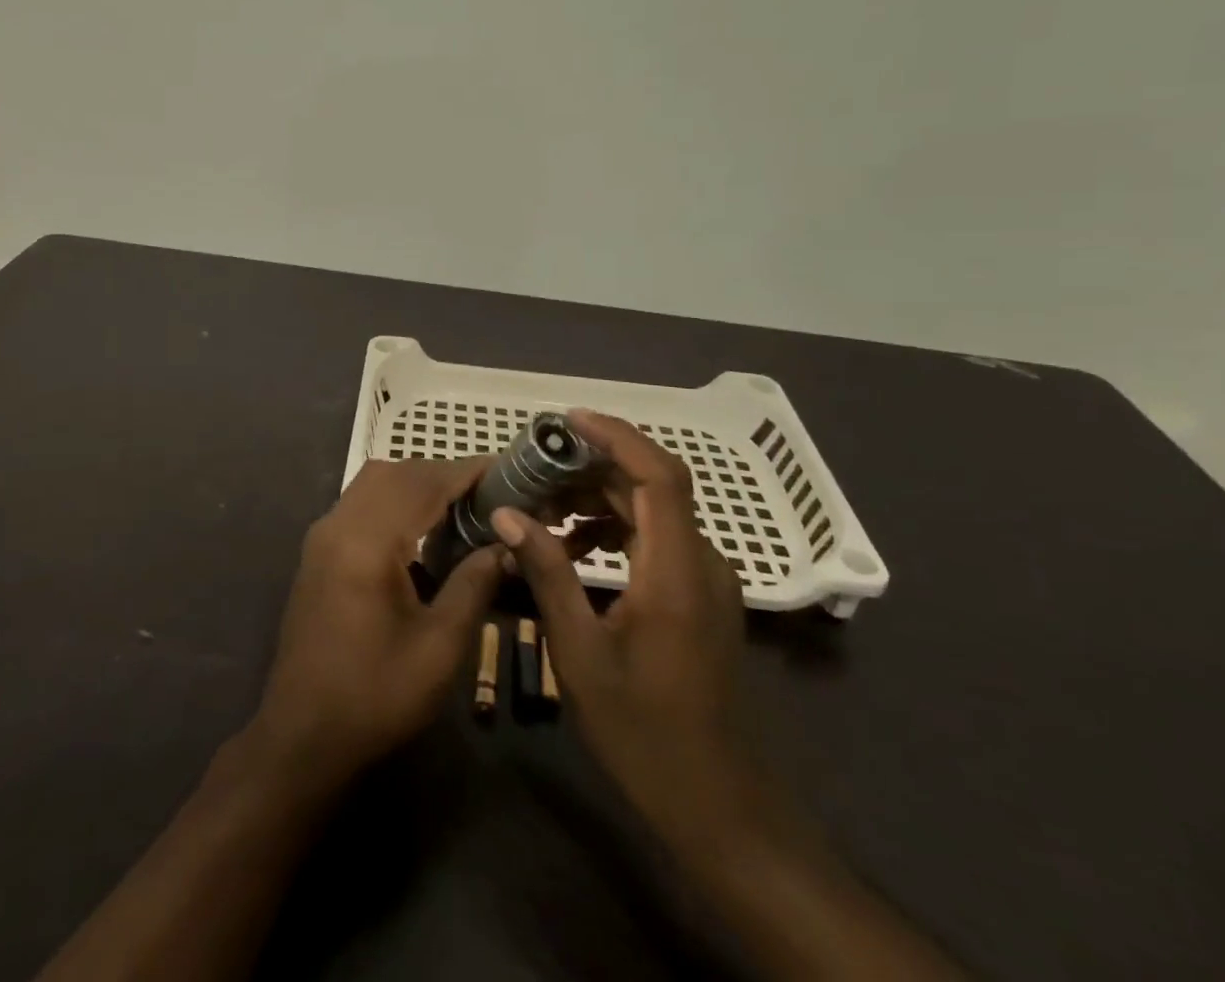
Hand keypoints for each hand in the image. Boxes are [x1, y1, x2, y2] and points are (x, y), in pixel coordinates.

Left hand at [247, 458, 503, 787]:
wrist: (302, 736)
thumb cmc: (375, 695)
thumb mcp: (439, 648)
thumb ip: (473, 586)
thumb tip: (505, 545)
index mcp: (366, 543)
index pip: (421, 484)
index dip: (465, 472)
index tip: (506, 470)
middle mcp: (338, 525)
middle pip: (394, 473)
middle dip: (442, 474)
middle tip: (488, 492)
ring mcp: (322, 536)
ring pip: (373, 483)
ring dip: (416, 484)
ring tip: (461, 506)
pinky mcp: (318, 551)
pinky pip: (360, 503)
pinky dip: (394, 500)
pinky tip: (421, 529)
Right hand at [490, 411, 751, 838]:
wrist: (716, 803)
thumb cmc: (643, 731)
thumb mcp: (580, 652)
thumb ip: (546, 574)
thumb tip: (507, 514)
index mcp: (676, 572)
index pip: (659, 476)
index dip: (616, 436)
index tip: (567, 422)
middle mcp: (700, 563)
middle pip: (652, 486)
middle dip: (592, 467)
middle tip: (534, 468)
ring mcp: (704, 580)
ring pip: (652, 510)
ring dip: (599, 497)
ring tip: (543, 506)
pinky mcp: (698, 596)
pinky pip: (655, 538)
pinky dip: (613, 527)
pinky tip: (573, 547)